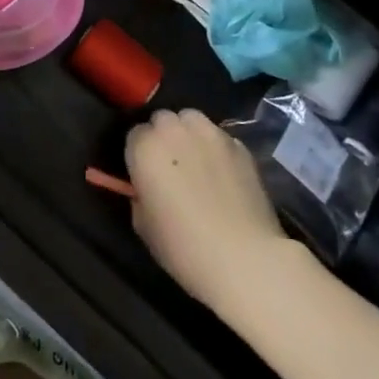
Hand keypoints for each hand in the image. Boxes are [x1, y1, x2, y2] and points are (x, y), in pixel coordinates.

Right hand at [127, 109, 287, 311]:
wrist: (244, 258)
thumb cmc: (184, 247)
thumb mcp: (143, 226)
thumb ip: (139, 195)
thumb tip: (147, 189)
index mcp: (145, 147)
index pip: (135, 135)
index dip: (140, 156)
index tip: (146, 176)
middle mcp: (175, 130)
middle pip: (163, 120)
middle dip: (163, 138)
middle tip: (171, 168)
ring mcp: (210, 133)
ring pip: (192, 120)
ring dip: (189, 135)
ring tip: (198, 163)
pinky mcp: (238, 145)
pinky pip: (219, 138)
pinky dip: (216, 149)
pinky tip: (224, 176)